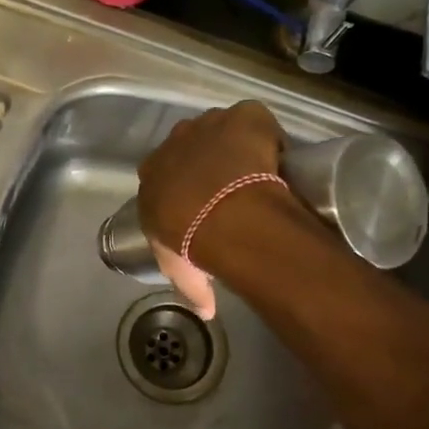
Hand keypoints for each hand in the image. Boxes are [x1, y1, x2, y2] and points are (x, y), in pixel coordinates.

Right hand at [136, 101, 290, 318]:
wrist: (223, 215)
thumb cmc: (191, 239)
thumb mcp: (178, 265)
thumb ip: (191, 285)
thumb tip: (206, 312)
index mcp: (153, 172)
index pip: (164, 171)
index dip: (183, 184)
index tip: (201, 200)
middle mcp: (176, 140)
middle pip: (192, 144)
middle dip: (208, 160)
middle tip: (231, 186)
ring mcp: (211, 124)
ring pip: (222, 128)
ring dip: (235, 144)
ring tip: (258, 170)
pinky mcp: (244, 116)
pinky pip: (254, 119)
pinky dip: (264, 132)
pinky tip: (275, 155)